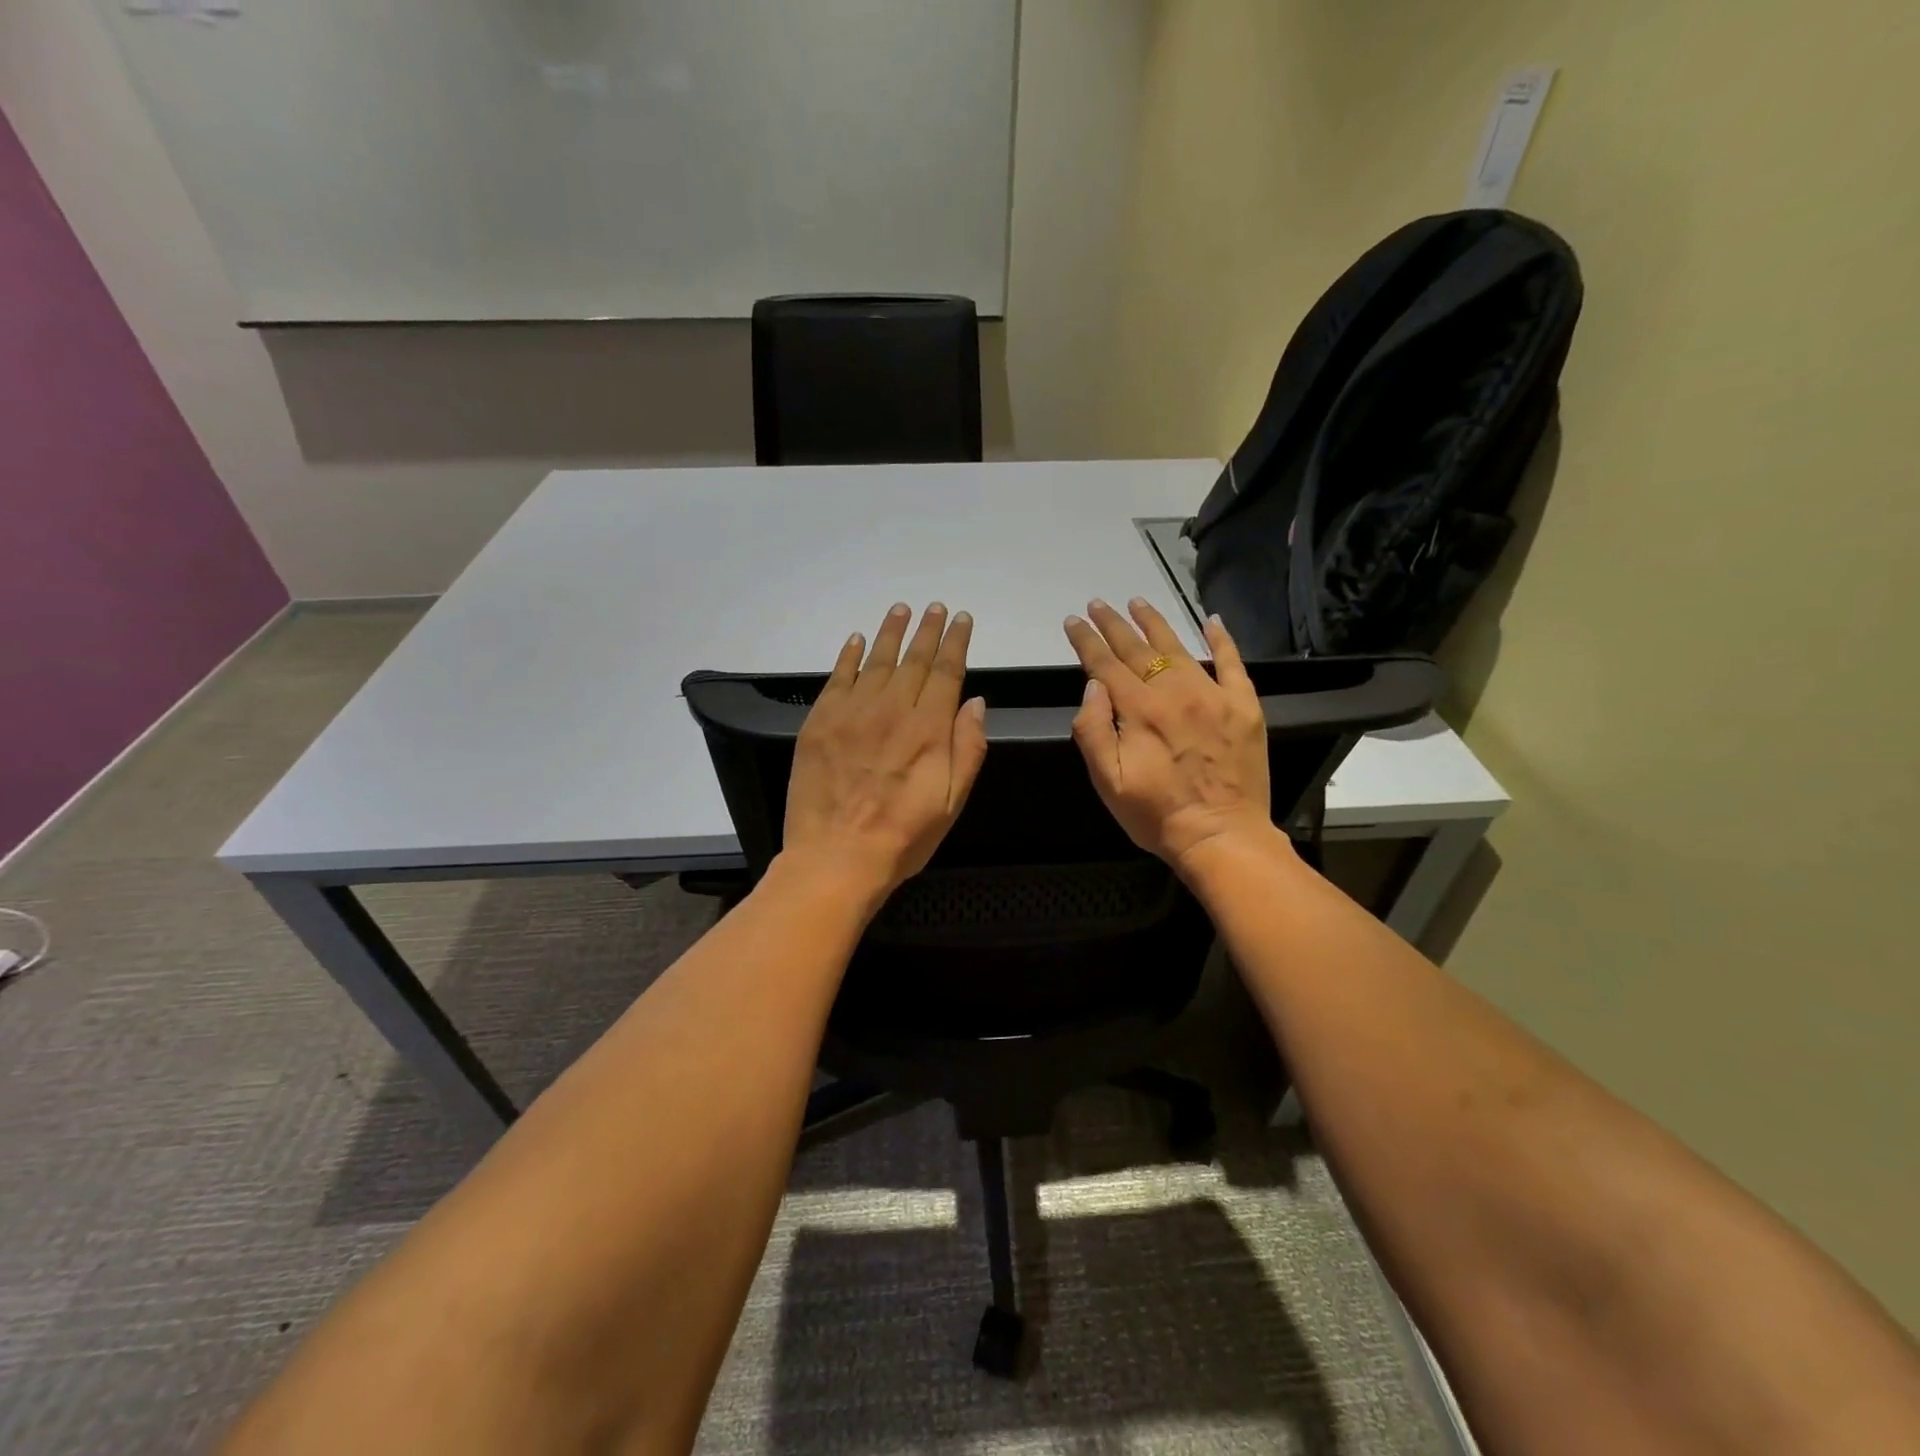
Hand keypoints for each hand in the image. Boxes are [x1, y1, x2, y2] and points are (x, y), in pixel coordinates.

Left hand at [782, 602, 988, 904]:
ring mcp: (851, 713)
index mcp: (928, 729)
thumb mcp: (951, 801)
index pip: (946, 672)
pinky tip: (857, 641)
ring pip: (876, 661)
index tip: (961, 619)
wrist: (836, 857)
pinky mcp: (819, 722)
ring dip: (891, 633)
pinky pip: (837, 678)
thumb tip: (976, 702)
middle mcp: (891, 710)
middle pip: (913, 659)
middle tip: (934, 607)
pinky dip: (849, 656)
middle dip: (927, 630)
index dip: (955, 642)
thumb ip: (968, 748)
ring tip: (901, 610)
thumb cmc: (902, 837)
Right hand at [1064, 598, 1275, 873]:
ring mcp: (1213, 695)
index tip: (1073, 621)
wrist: (1222, 836)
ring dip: (1155, 622)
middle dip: (1114, 625)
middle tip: (1098, 604)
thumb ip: (1093, 731)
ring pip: (1179, 647)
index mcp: (1139, 711)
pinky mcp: (1243, 706)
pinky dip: (1222, 639)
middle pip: (1138, 649)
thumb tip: (1093, 686)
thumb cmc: (1156, 815)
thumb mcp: (1108, 782)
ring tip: (1138, 602)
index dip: (1086, 641)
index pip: (1104, 664)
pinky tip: (1211, 620)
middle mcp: (1174, 692)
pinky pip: (1233, 663)